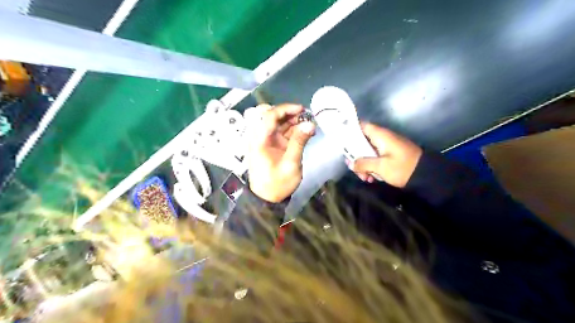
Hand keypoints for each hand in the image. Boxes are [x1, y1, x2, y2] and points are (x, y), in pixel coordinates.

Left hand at [245, 103, 315, 200]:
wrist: (267, 199)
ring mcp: (265, 141)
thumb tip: (310, 124)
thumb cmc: (277, 184)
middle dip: (288, 113)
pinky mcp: (270, 145)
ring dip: (291, 120)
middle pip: (271, 116)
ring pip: (277, 123)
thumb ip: (299, 142)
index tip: (302, 110)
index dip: (285, 109)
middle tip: (305, 116)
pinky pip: (280, 132)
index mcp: (259, 140)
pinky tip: (303, 131)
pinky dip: (291, 129)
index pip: (269, 116)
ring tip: (308, 123)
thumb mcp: (291, 164)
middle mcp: (260, 137)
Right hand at [346, 122, 420, 187]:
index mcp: (380, 135)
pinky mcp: (389, 156)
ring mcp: (385, 147)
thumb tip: (351, 163)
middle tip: (354, 169)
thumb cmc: (403, 167)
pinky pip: (375, 158)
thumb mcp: (381, 167)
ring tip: (366, 178)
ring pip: (366, 152)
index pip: (360, 125)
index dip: (349, 131)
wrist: (427, 175)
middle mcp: (381, 138)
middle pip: (360, 142)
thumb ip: (363, 163)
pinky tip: (371, 179)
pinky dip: (371, 167)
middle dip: (355, 156)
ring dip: (363, 165)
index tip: (342, 142)